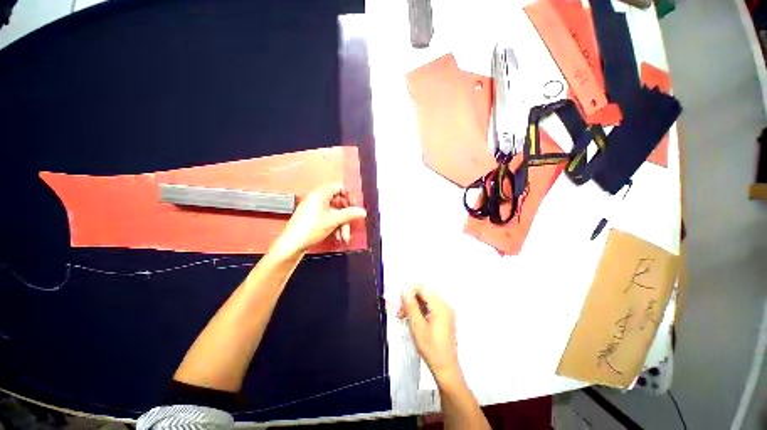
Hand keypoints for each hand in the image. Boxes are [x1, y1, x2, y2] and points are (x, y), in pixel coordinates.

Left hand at [274, 183, 366, 254]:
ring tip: (344, 237)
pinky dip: (335, 226)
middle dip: (347, 215)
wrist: (293, 244)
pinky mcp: (314, 218)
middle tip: (352, 222)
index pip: (340, 187)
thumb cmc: (310, 228)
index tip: (355, 206)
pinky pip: (329, 218)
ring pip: (335, 213)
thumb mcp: (334, 220)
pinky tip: (338, 237)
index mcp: (321, 194)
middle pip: (339, 202)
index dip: (349, 195)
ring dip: (342, 224)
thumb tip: (362, 211)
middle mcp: (318, 199)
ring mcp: (316, 209)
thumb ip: (350, 214)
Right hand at [400, 285, 462, 385]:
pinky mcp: (445, 318)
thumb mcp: (417, 326)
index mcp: (440, 307)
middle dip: (411, 300)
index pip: (423, 289)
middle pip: (425, 295)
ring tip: (404, 316)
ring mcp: (446, 312)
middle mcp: (445, 306)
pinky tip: (413, 319)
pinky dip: (421, 311)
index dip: (410, 291)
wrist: (445, 368)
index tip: (400, 301)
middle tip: (401, 312)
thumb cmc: (431, 348)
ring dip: (415, 306)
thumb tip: (405, 291)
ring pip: (426, 301)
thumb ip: (411, 306)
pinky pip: (431, 308)